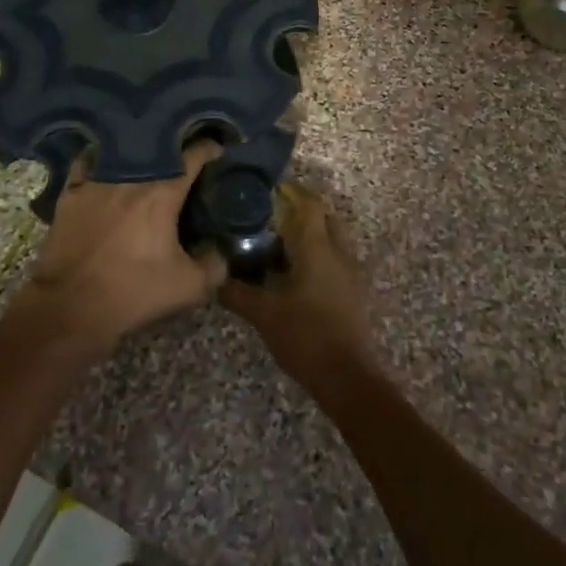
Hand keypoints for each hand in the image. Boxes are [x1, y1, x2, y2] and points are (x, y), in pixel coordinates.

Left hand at [9, 140, 225, 357]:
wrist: (70, 306)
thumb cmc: (133, 292)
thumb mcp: (188, 287)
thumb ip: (215, 265)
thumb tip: (222, 250)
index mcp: (162, 192)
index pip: (193, 156)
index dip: (209, 149)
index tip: (217, 151)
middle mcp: (131, 177)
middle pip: (158, 149)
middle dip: (175, 150)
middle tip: (184, 159)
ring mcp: (97, 181)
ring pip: (123, 153)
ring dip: (139, 154)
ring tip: (147, 161)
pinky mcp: (71, 193)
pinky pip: (87, 163)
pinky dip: (99, 160)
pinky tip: (105, 165)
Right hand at [220, 184, 371, 383]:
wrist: (347, 377)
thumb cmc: (305, 336)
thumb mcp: (263, 314)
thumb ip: (236, 291)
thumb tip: (212, 275)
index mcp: (317, 247)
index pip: (308, 203)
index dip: (289, 190)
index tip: (265, 187)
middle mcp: (338, 251)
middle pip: (323, 215)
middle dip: (300, 208)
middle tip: (270, 212)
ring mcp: (350, 271)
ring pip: (331, 236)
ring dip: (310, 232)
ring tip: (278, 239)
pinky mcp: (353, 290)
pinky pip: (335, 257)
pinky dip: (317, 253)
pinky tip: (294, 270)